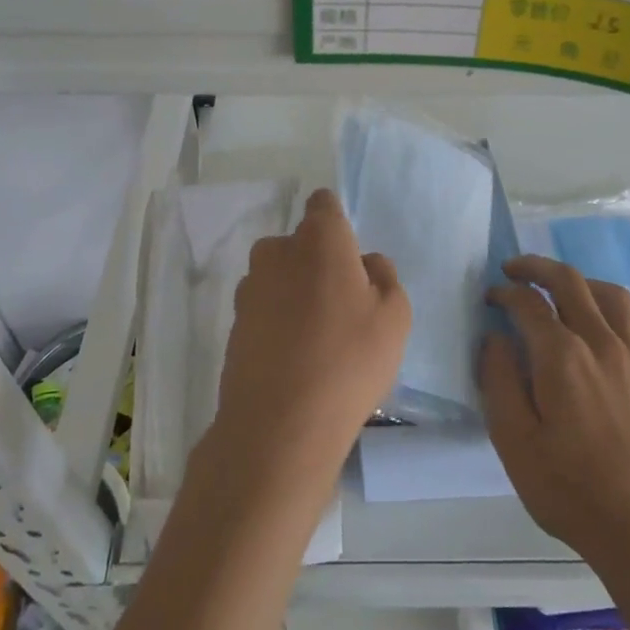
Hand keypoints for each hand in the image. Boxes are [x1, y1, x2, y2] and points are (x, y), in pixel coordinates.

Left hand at [210, 188, 410, 499]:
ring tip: (319, 338)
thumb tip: (365, 263)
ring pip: (279, 277)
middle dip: (317, 262)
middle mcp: (277, 252)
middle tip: (343, 304)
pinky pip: (265, 309)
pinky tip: (296, 359)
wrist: (280, 425)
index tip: (351, 256)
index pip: (324, 205)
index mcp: (319, 239)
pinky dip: (278, 322)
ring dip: (296, 293)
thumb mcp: (395, 317)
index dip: (338, 223)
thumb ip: (384, 277)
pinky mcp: (234, 324)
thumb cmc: (349, 360)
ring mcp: (250, 289)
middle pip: (300, 243)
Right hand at [480, 255, 629, 572]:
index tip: (490, 299)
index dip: (505, 294)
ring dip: (585, 283)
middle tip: (515, 269)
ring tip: (565, 290)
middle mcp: (602, 345)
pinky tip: (624, 326)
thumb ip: (498, 381)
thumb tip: (496, 338)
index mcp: (562, 357)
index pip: (528, 304)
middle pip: (571, 283)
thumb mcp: (513, 442)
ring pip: (615, 296)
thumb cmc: (569, 490)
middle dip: (538, 268)